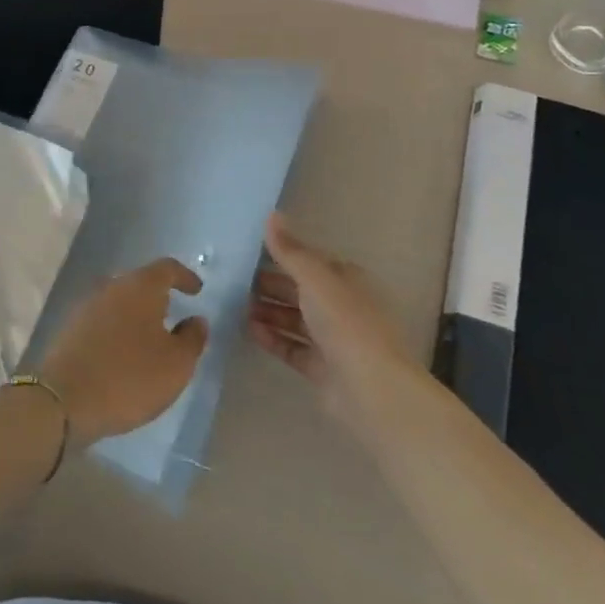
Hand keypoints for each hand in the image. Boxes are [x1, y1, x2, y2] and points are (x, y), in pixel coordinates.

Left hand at [36, 259, 206, 445]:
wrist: (64, 399)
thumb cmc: (130, 377)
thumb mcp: (176, 364)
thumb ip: (192, 338)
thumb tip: (196, 320)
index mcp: (140, 287)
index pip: (166, 268)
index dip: (184, 277)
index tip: (197, 290)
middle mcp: (111, 287)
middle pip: (140, 282)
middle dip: (158, 295)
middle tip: (175, 314)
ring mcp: (86, 306)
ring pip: (119, 301)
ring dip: (137, 314)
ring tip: (151, 336)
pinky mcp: (71, 328)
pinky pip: (103, 319)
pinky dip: (118, 329)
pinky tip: (124, 351)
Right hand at [247, 213, 409, 421]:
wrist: (372, 389)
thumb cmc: (345, 323)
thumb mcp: (315, 278)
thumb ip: (290, 250)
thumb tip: (271, 214)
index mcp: (345, 280)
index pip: (309, 262)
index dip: (281, 256)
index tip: (247, 253)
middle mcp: (340, 306)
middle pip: (299, 291)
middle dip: (269, 285)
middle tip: (232, 281)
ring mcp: (332, 339)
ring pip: (294, 319)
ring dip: (267, 312)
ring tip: (234, 305)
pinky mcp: (322, 367)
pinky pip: (292, 347)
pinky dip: (272, 338)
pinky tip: (248, 330)